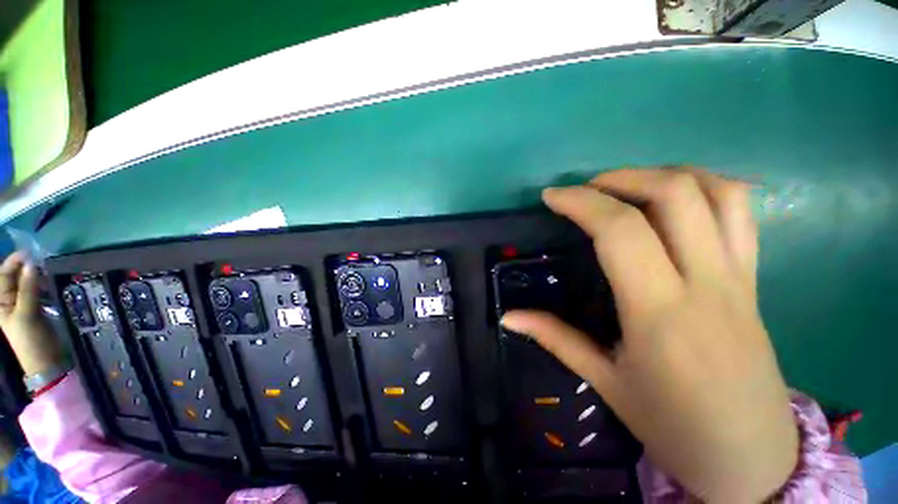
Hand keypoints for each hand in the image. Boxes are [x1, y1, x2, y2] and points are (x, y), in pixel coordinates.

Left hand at [0, 252, 65, 376]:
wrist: (46, 360)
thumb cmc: (30, 339)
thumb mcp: (27, 314)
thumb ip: (28, 289)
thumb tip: (32, 264)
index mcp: (1, 301)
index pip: (3, 275)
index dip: (14, 262)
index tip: (30, 253)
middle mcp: (10, 299)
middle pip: (15, 277)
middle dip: (26, 267)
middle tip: (42, 259)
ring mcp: (24, 303)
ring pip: (28, 281)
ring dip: (37, 274)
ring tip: (49, 269)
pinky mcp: (38, 306)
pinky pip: (38, 289)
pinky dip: (44, 282)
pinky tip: (51, 281)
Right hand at [501, 169, 797, 502]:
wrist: (751, 459)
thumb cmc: (673, 426)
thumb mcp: (605, 383)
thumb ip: (554, 338)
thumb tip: (509, 317)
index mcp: (661, 312)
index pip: (621, 231)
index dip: (581, 203)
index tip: (552, 197)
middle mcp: (706, 282)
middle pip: (673, 194)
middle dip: (620, 178)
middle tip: (587, 190)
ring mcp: (740, 277)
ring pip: (718, 193)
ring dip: (664, 174)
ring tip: (628, 186)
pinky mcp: (755, 280)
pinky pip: (742, 213)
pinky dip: (707, 187)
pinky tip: (676, 198)